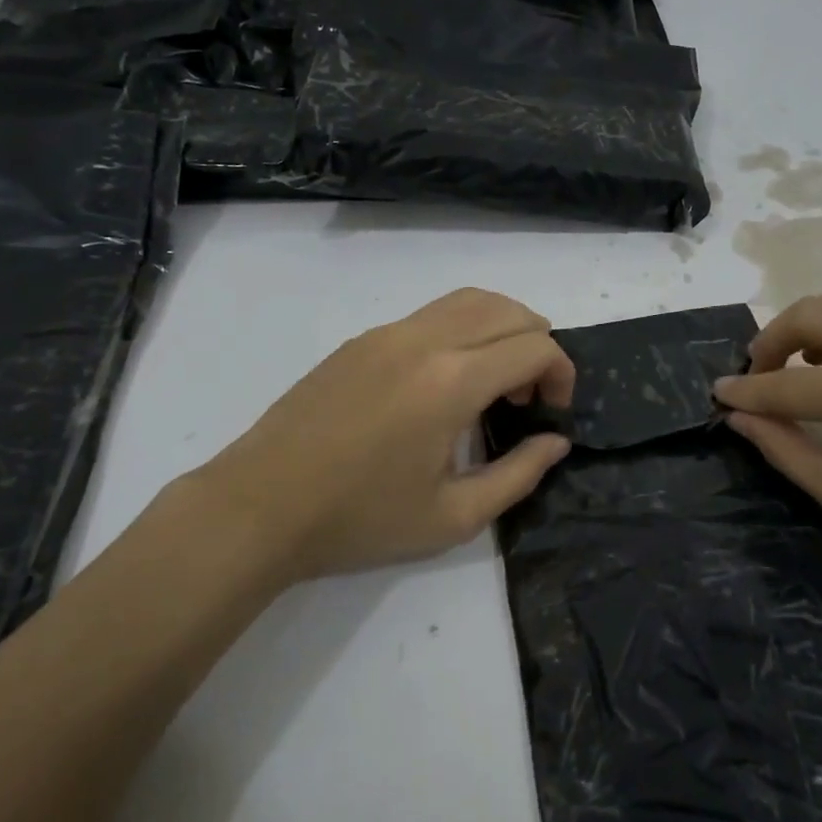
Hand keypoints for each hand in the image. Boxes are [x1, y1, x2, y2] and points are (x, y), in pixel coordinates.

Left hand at [169, 289, 574, 583]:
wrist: (259, 507)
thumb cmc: (359, 521)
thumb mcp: (453, 517)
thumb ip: (519, 474)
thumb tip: (556, 440)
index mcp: (451, 381)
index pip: (535, 346)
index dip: (561, 373)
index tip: (552, 412)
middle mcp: (425, 340)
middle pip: (508, 309)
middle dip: (537, 345)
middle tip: (526, 398)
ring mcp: (388, 332)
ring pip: (469, 300)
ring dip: (501, 328)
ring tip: (494, 381)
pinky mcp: (362, 340)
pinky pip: (431, 315)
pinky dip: (462, 331)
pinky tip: (444, 383)